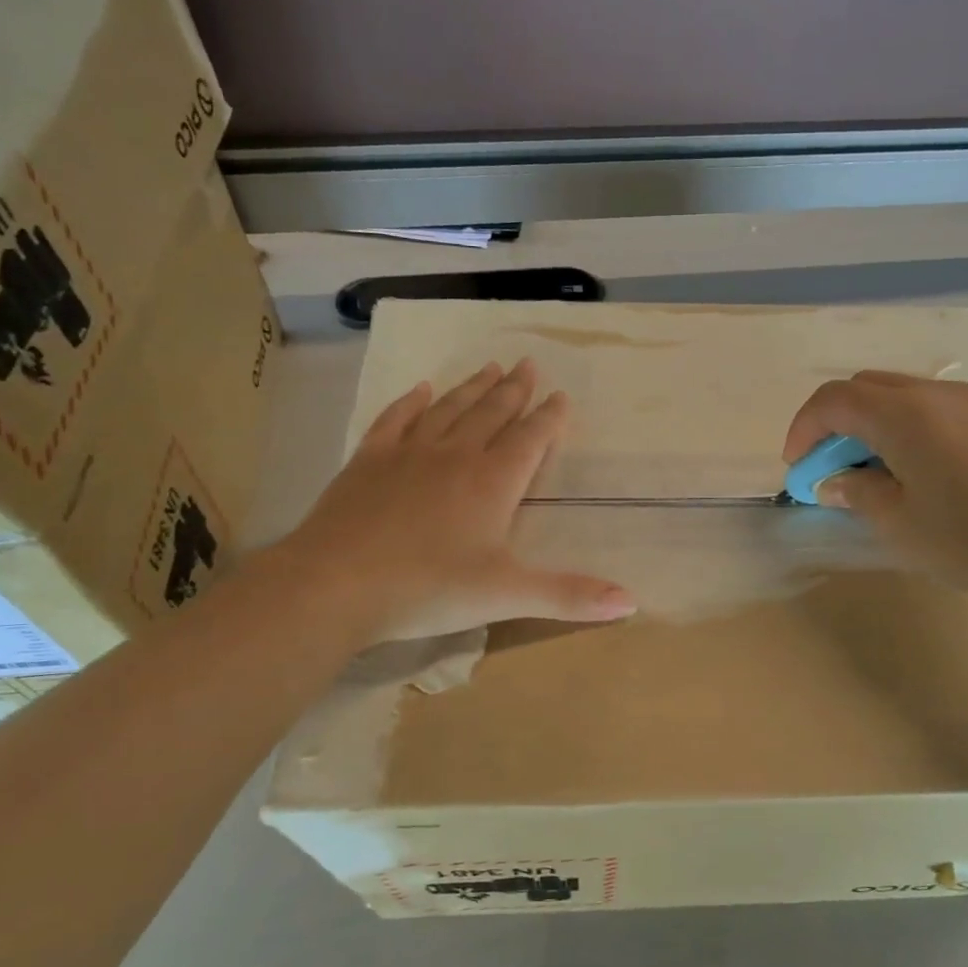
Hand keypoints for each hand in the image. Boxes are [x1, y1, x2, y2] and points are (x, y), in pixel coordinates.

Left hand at [272, 360, 635, 642]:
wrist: (335, 584)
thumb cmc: (428, 588)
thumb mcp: (506, 596)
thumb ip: (570, 595)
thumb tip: (632, 602)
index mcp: (492, 483)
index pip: (529, 440)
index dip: (549, 418)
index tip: (561, 395)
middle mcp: (455, 456)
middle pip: (491, 414)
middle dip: (514, 391)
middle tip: (528, 364)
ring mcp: (408, 454)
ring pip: (449, 409)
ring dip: (472, 388)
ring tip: (490, 366)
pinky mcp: (368, 462)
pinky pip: (396, 420)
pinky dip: (412, 402)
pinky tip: (422, 389)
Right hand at [782, 371, 967, 604]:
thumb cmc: (966, 537)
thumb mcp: (895, 521)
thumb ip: (855, 491)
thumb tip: (835, 482)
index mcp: (903, 412)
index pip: (834, 400)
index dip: (804, 429)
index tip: (797, 468)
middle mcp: (933, 393)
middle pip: (863, 388)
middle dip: (833, 423)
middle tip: (826, 469)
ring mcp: (967, 402)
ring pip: (896, 395)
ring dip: (866, 424)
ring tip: (864, 472)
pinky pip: (926, 408)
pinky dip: (898, 427)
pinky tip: (905, 470)